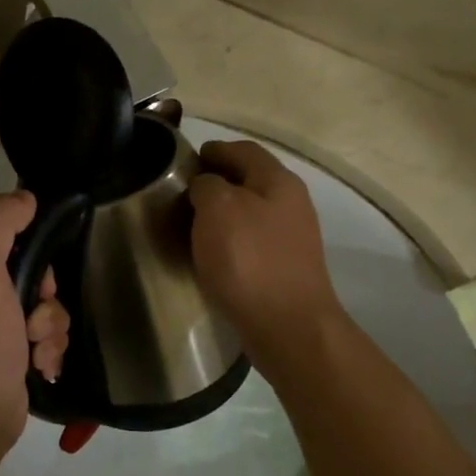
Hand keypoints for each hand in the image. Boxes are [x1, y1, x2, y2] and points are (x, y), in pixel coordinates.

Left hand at [0, 191, 70, 455]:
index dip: (31, 259)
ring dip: (49, 328)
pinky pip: (43, 338)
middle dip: (44, 301)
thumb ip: (0, 223)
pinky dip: (48, 350)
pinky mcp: (6, 357)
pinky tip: (41, 367)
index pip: (4, 244)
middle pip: (30, 276)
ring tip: (36, 350)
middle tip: (34, 321)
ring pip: (42, 308)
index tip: (38, 283)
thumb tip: (25, 197)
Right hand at [189, 141, 345, 367]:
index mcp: (278, 181)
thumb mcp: (217, 208)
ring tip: (191, 221)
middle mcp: (291, 203)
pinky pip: (252, 239)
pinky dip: (230, 237)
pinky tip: (212, 251)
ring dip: (223, 211)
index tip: (186, 159)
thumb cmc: (249, 259)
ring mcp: (292, 237)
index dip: (214, 149)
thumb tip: (206, 185)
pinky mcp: (285, 266)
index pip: (243, 149)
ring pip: (251, 210)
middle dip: (217, 180)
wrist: (287, 326)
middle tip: (183, 191)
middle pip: (250, 179)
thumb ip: (207, 185)